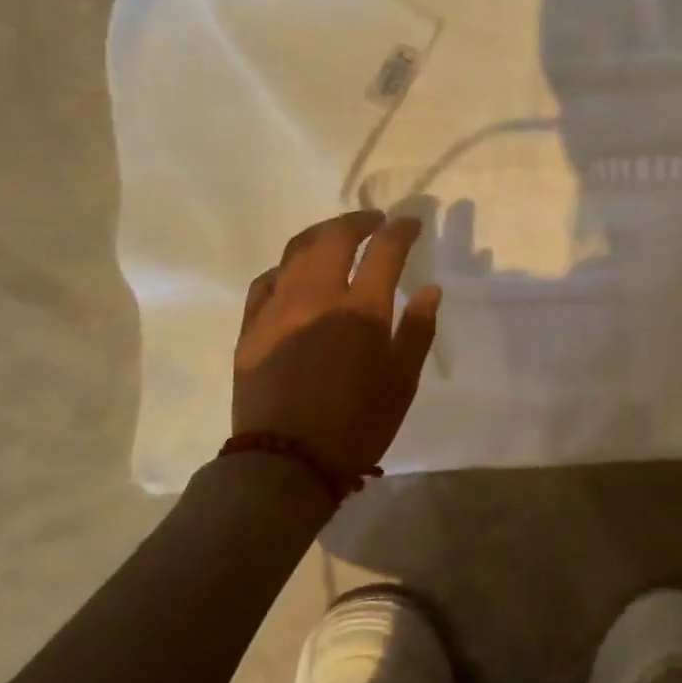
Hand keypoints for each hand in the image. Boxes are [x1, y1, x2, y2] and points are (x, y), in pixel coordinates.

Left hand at [233, 210, 441, 481]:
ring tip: (338, 235)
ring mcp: (278, 308)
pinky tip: (296, 273)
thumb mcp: (402, 382)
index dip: (401, 230)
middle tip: (375, 220)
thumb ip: (418, 330)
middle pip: (335, 237)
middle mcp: (317, 297)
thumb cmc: (357, 424)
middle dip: (359, 220)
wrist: (287, 462)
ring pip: (297, 251)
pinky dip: (288, 267)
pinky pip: (267, 280)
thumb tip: (430, 289)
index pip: (384, 251)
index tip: (411, 223)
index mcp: (361, 310)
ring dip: (322, 234)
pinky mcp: (251, 326)